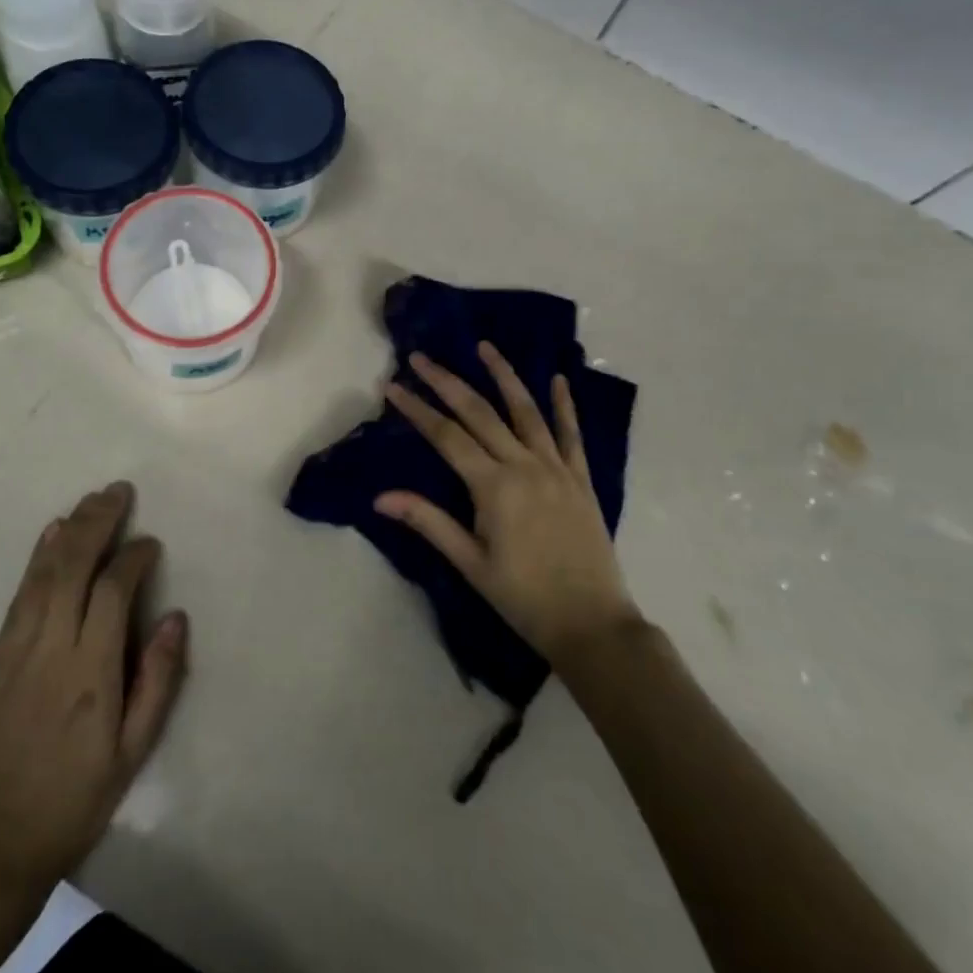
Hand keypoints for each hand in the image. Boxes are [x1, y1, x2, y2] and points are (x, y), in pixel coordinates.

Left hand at [0, 483, 187, 905]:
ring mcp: (15, 651)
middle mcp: (50, 649)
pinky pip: (19, 595)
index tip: (151, 543)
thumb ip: (157, 681)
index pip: (113, 591)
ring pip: (43, 574)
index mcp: (90, 673)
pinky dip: (37, 558)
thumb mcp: (131, 754)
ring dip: (69, 530)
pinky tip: (50, 534)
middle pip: (73, 567)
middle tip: (119, 491)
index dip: (134, 558)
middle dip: (98, 522)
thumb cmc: (74, 801)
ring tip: (91, 500)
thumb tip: (174, 617)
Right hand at [377, 343, 639, 667]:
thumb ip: (428, 523)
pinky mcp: (580, 479)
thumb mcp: (470, 564)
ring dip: (503, 376)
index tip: (392, 386)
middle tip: (421, 357)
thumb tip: (380, 497)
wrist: (592, 625)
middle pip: (479, 413)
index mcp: (493, 486)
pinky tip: (558, 379)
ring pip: (526, 411)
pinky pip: (572, 435)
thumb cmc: (523, 598)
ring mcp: (556, 468)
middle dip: (447, 382)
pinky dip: (564, 405)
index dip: (417, 409)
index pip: (446, 436)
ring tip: (485, 346)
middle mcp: (524, 465)